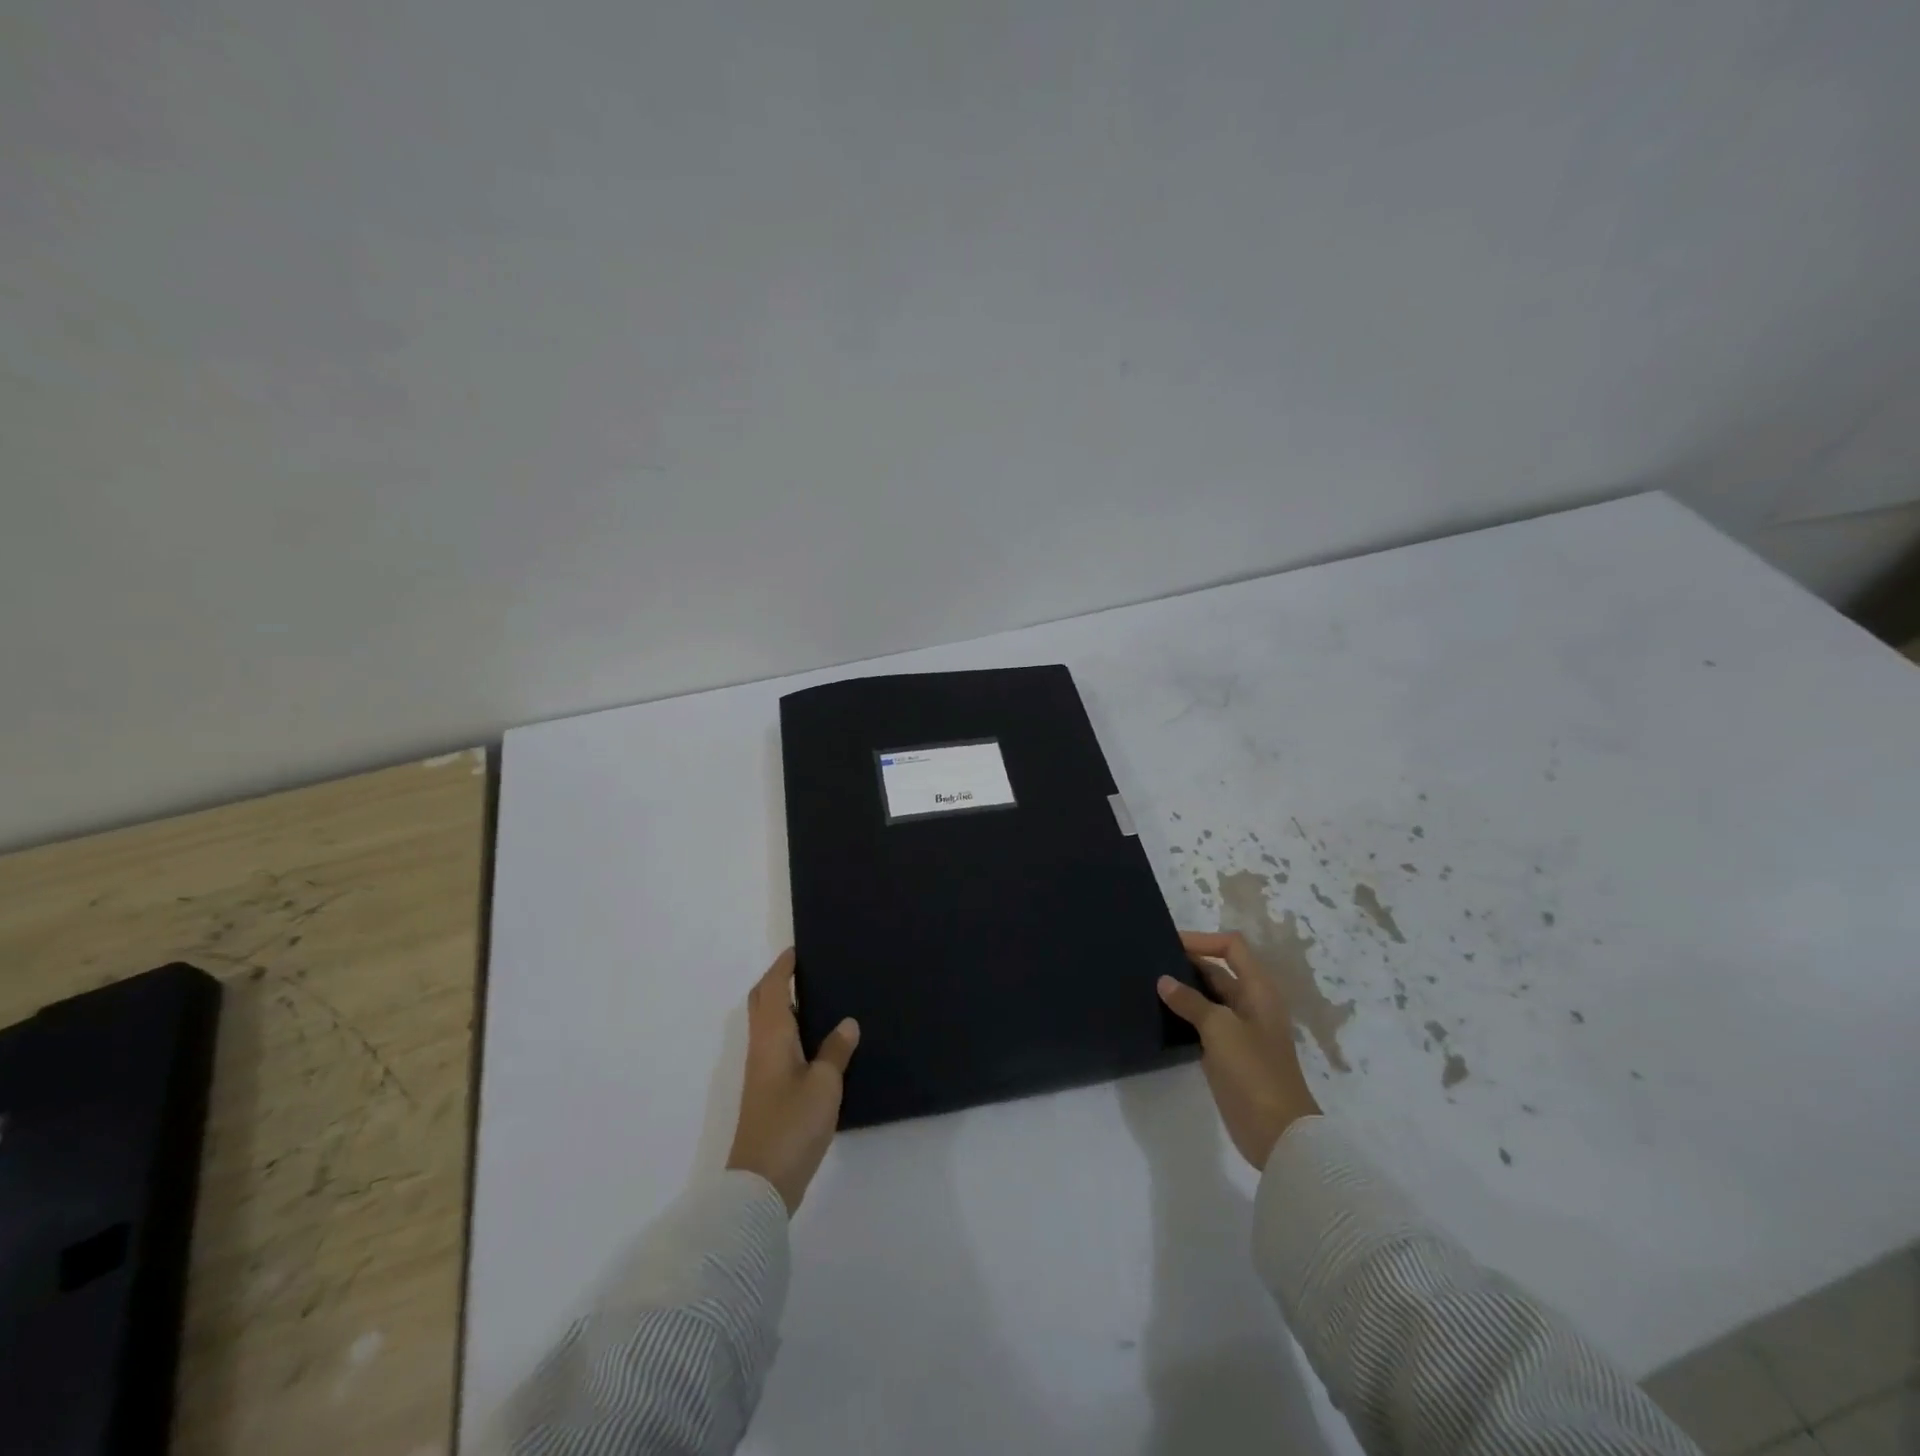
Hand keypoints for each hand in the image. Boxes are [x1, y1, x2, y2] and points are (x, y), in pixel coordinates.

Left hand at [726, 949, 860, 1214]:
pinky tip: (820, 1044)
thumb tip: (846, 1022)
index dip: (782, 967)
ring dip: (787, 1008)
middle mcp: (761, 1049)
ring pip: (769, 1027)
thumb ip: (836, 1050)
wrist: (762, 1184)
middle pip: (762, 1004)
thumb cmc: (792, 1124)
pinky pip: (778, 1047)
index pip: (771, 989)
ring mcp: (762, 1073)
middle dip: (779, 983)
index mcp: (771, 1037)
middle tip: (808, 971)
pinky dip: (793, 1033)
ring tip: (821, 1000)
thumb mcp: (824, 1084)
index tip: (798, 950)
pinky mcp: (768, 1093)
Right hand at [1158, 931, 1321, 1169]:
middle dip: (1188, 963)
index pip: (1232, 947)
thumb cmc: (1254, 1072)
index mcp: (1258, 990)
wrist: (1278, 1133)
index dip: (1203, 940)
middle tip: (1150, 962)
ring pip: (1209, 998)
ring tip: (1149, 986)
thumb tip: (1164, 980)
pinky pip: (1204, 1024)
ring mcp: (1240, 1030)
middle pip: (1219, 970)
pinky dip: (1185, 1016)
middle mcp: (1251, 1004)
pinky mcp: (1228, 1053)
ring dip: (1184, 990)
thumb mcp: (1220, 1029)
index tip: (1170, 944)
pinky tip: (1160, 1016)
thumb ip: (1191, 1001)